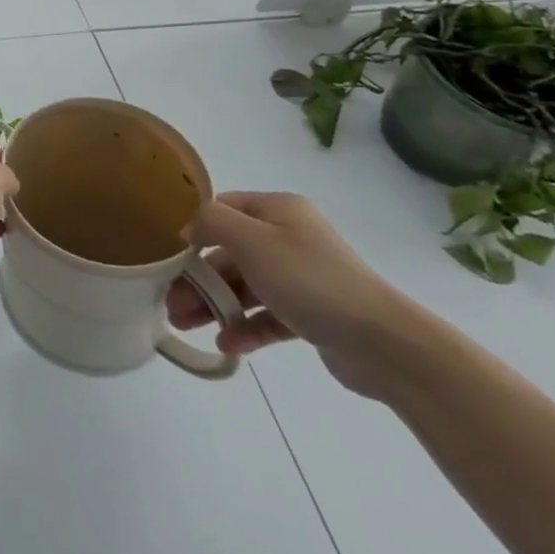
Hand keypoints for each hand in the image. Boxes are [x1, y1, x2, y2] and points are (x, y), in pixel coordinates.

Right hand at [168, 191, 421, 397]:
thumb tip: (190, 228)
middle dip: (199, 278)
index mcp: (278, 211)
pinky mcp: (313, 314)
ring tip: (186, 326)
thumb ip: (211, 223)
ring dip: (215, 304)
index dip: (194, 229)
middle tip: (171, 304)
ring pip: (246, 286)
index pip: (223, 209)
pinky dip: (246, 327)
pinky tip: (226, 344)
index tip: (171, 258)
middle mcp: (290, 237)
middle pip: (230, 252)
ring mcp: (302, 277)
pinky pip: (268, 316)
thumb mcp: (251, 241)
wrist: (384, 343)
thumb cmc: (309, 281)